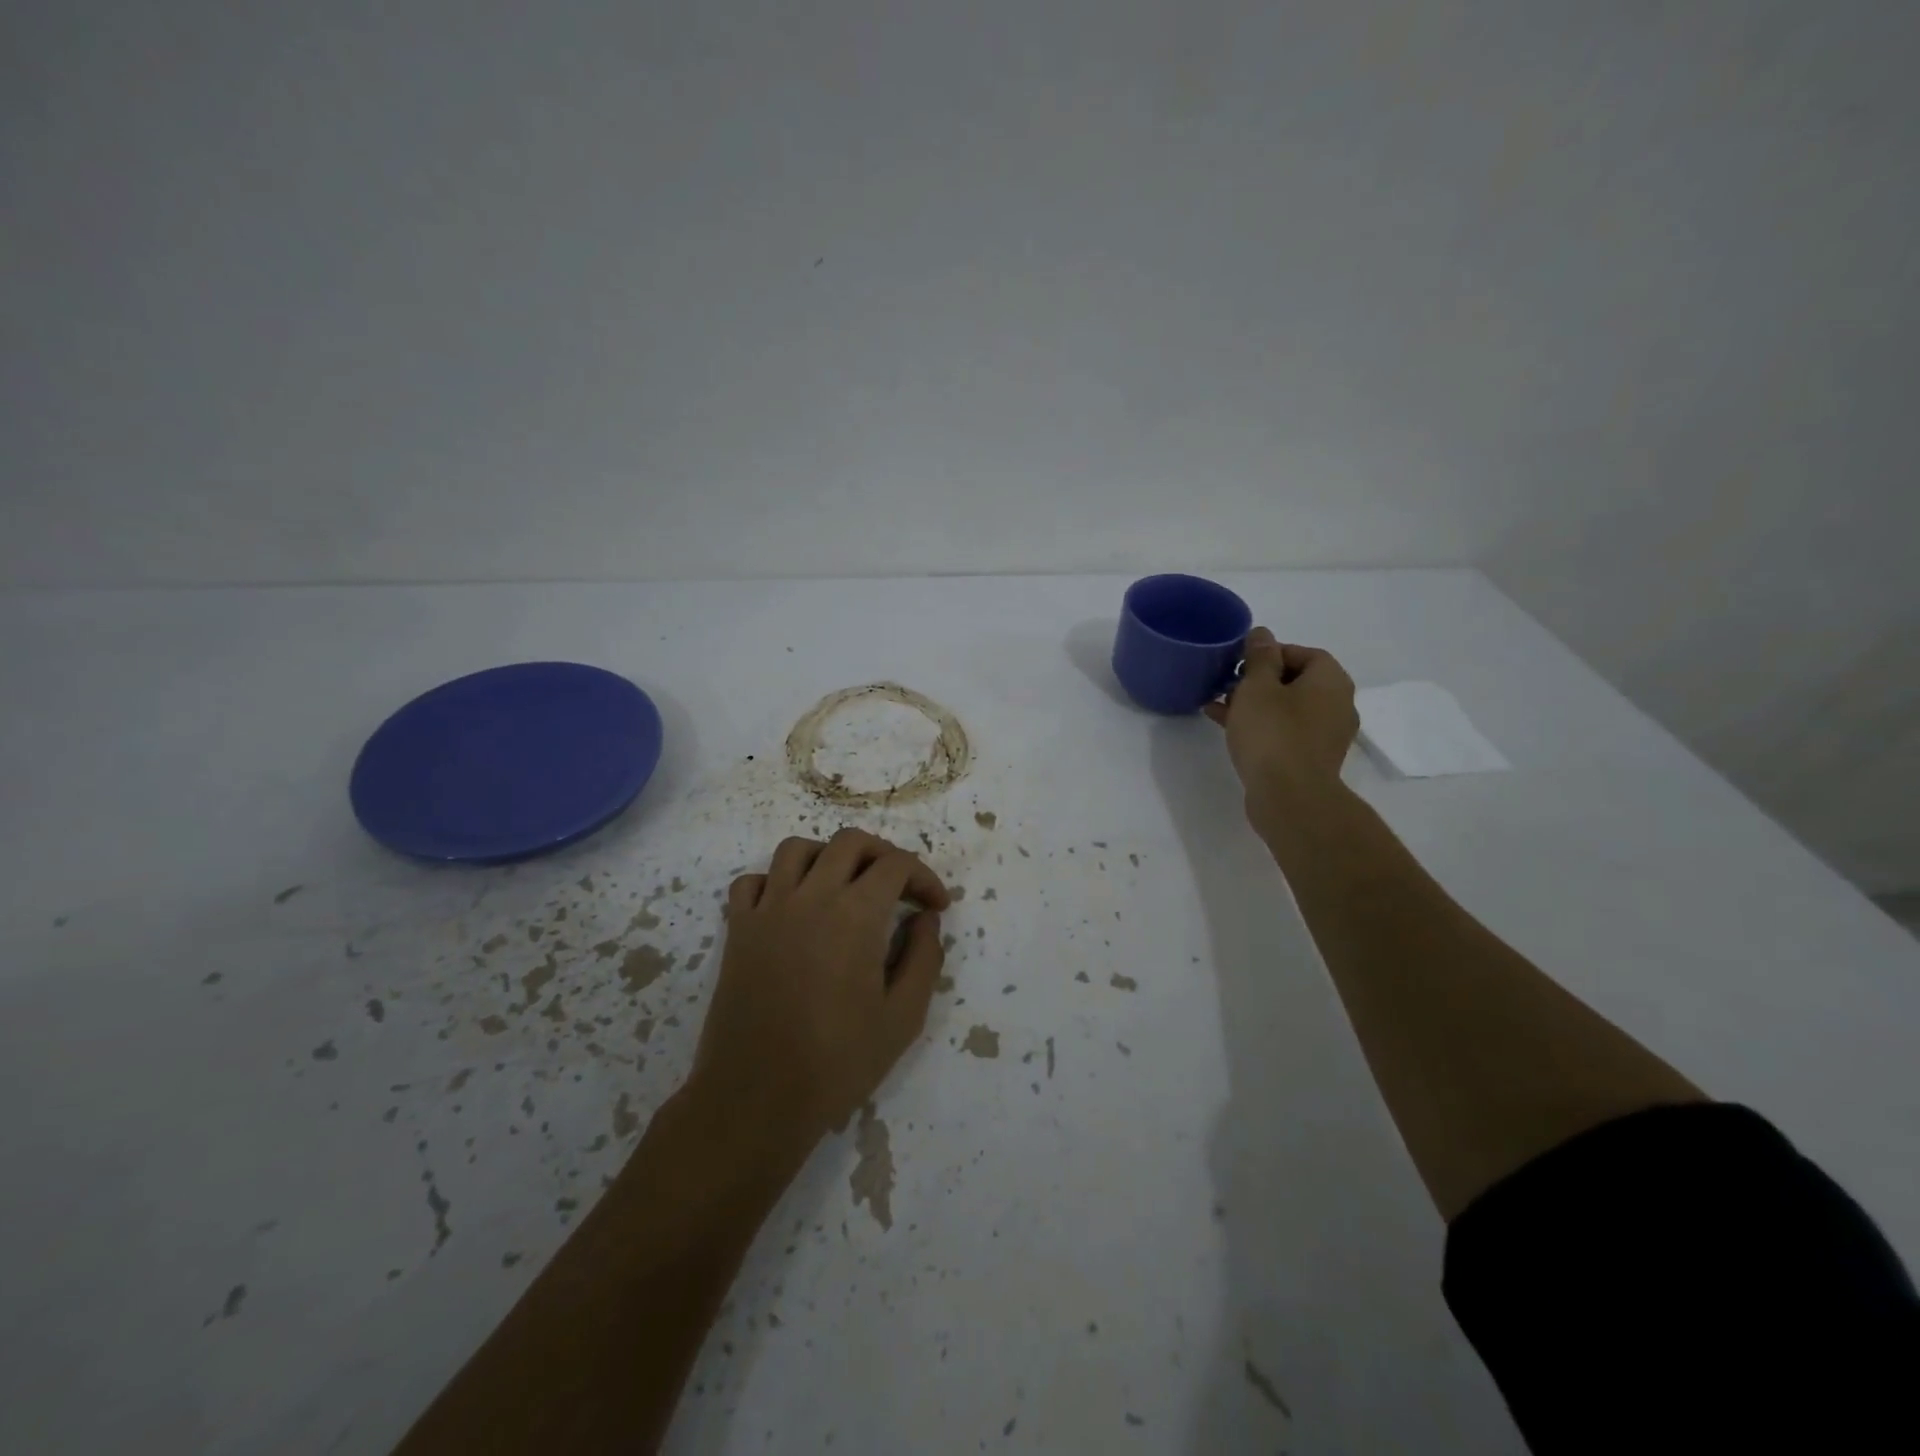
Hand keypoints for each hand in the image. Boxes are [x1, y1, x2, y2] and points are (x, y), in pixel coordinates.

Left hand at [688, 828, 949, 1156]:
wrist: (756, 1099)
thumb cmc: (837, 1063)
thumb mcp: (903, 1018)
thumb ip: (924, 958)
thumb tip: (925, 919)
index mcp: (856, 914)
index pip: (896, 865)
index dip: (924, 878)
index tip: (936, 907)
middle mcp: (811, 896)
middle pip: (850, 842)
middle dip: (884, 855)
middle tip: (899, 888)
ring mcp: (768, 909)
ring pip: (798, 849)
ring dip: (828, 856)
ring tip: (844, 886)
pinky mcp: (737, 930)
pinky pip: (753, 881)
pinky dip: (777, 881)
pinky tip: (792, 908)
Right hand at [1204, 627, 1358, 804]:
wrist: (1290, 797)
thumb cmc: (1273, 733)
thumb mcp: (1257, 687)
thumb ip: (1259, 657)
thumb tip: (1262, 634)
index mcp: (1330, 681)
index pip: (1304, 653)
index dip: (1271, 652)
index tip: (1240, 661)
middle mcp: (1337, 705)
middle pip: (1295, 681)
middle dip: (1259, 680)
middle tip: (1227, 683)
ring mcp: (1326, 735)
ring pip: (1286, 708)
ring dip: (1255, 704)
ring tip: (1219, 705)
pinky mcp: (1310, 759)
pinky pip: (1284, 732)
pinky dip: (1260, 726)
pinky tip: (1227, 728)